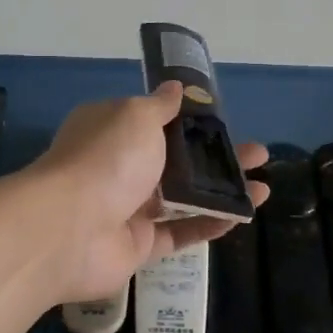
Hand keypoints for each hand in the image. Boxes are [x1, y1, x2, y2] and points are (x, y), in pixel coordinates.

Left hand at [25, 83, 270, 305]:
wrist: (69, 229)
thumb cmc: (106, 159)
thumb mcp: (136, 116)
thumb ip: (161, 106)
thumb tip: (175, 86)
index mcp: (113, 130)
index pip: (157, 121)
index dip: (192, 121)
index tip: (225, 121)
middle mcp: (120, 167)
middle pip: (178, 161)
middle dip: (219, 157)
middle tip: (258, 155)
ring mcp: (129, 208)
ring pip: (184, 198)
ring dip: (223, 191)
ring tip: (263, 188)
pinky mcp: (139, 246)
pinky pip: (180, 233)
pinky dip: (210, 224)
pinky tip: (242, 215)